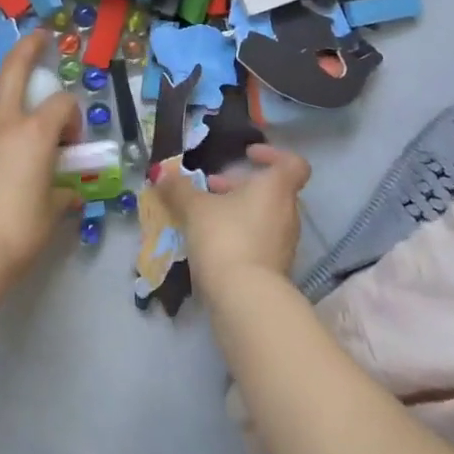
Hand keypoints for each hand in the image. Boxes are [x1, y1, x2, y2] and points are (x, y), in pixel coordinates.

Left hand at [0, 30, 80, 288]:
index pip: (61, 105)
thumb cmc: (17, 232)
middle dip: (28, 47)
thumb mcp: (51, 213)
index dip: (71, 116)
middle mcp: (3, 121)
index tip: (70, 140)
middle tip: (36, 36)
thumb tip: (67, 194)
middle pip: (15, 68)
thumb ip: (61, 195)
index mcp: (36, 133)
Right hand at [152, 144, 310, 298]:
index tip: (247, 155)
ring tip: (206, 216)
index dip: (273, 154)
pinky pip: (260, 241)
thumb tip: (161, 174)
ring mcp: (285, 243)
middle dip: (241, 186)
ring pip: (264, 216)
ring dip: (239, 211)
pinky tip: (213, 244)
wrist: (245, 299)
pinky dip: (241, 235)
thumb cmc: (225, 237)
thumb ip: (179, 189)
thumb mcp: (195, 208)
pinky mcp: (276, 269)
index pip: (293, 164)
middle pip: (272, 190)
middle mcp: (287, 213)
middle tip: (212, 186)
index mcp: (276, 189)